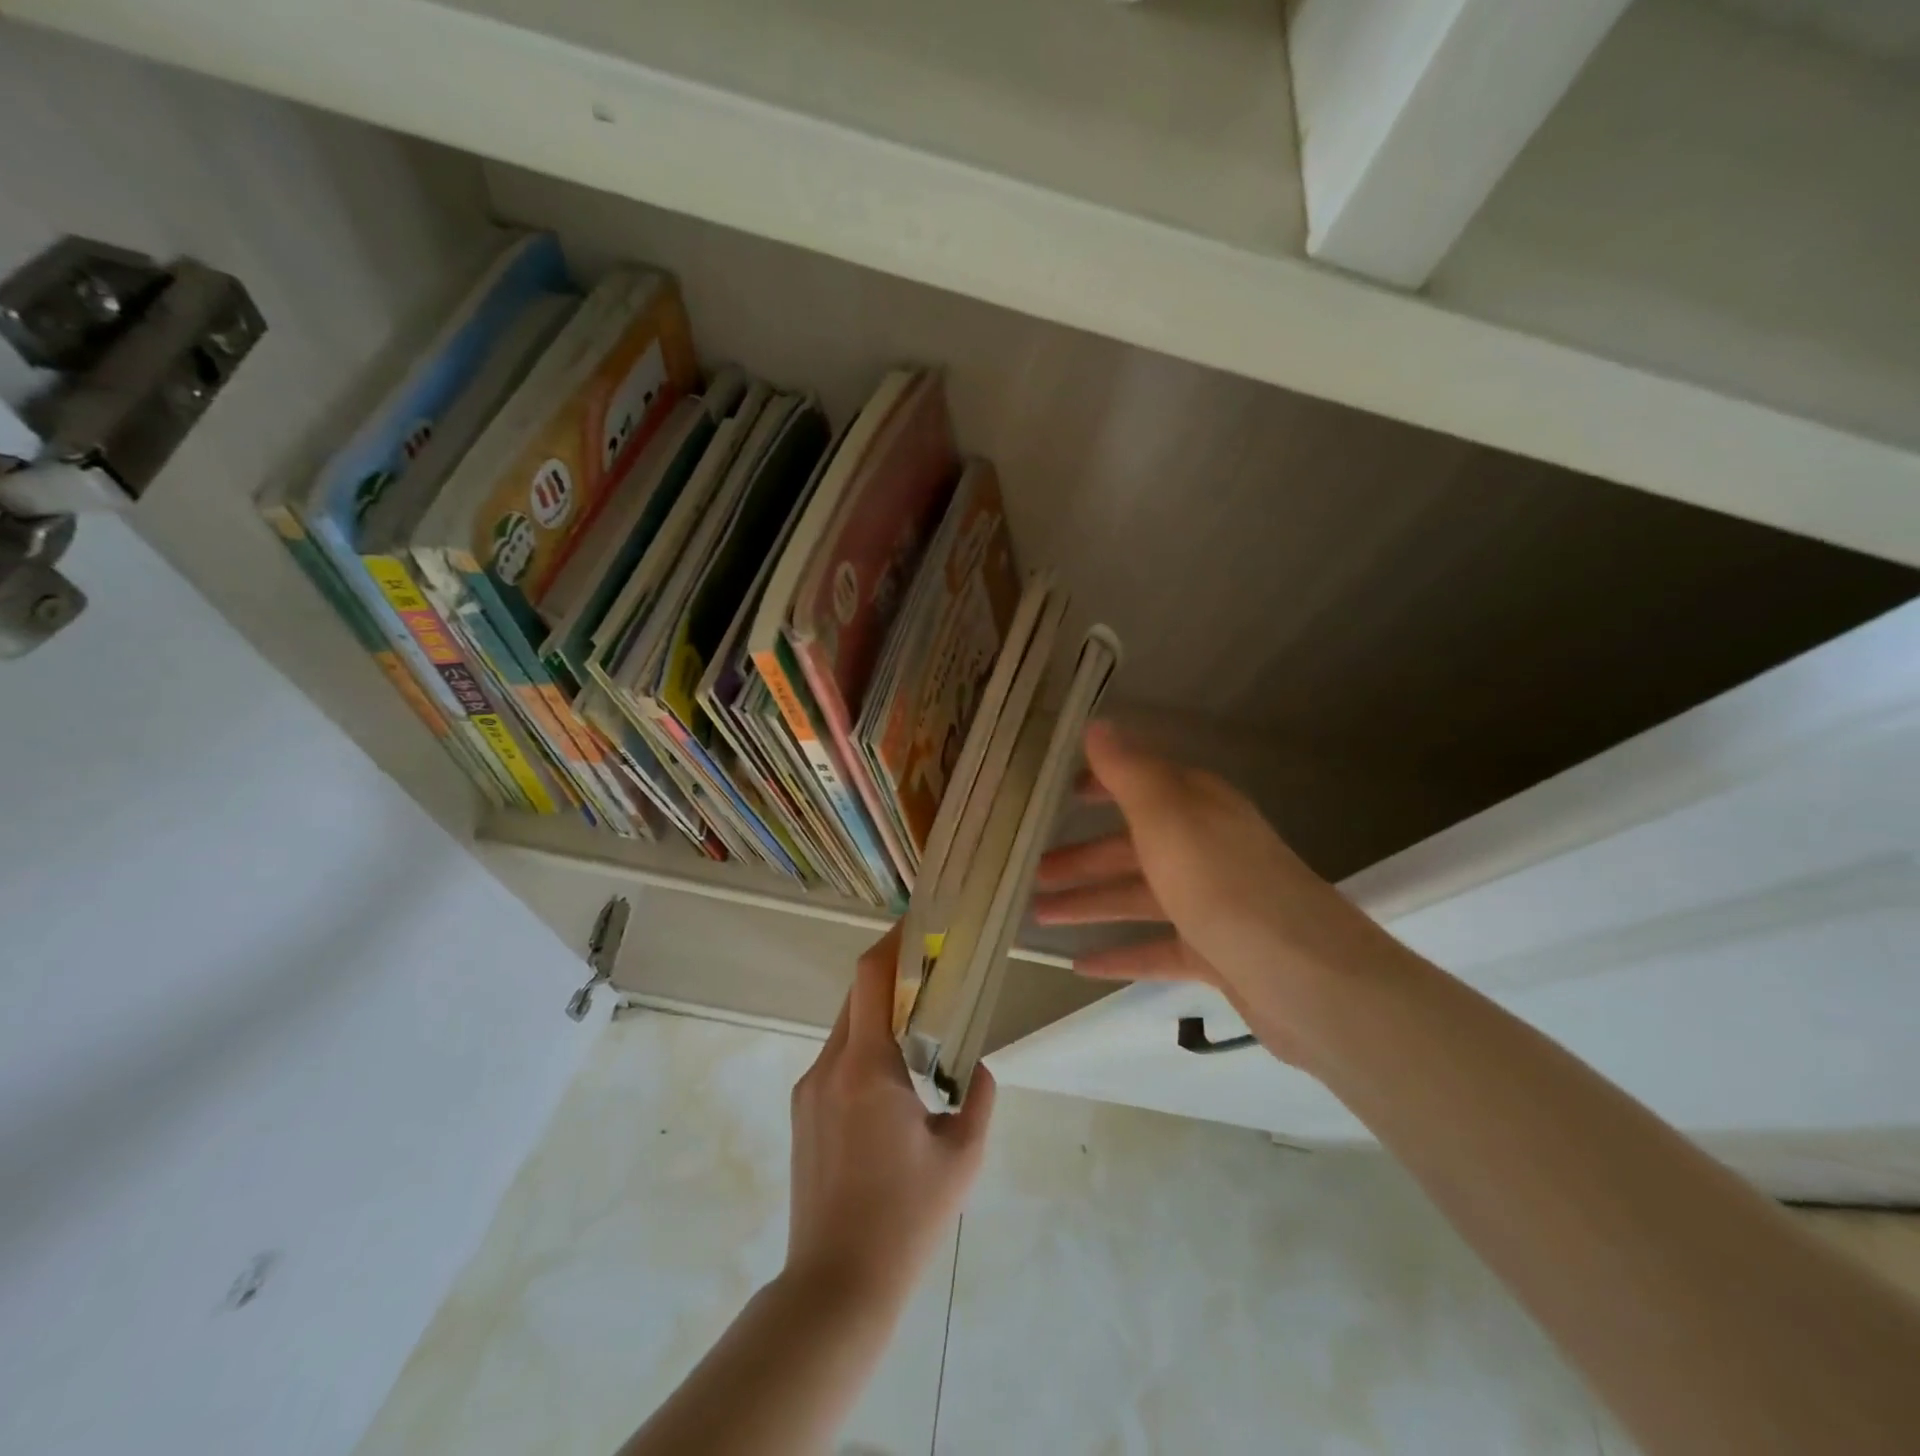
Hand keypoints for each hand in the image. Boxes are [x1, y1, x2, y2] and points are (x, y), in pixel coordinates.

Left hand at [786, 927, 995, 1305]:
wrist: (836, 1285)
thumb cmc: (906, 1219)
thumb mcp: (962, 1157)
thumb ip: (978, 1098)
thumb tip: (976, 1066)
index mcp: (868, 1068)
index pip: (870, 977)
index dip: (890, 941)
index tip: (917, 923)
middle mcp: (830, 1066)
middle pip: (857, 995)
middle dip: (891, 975)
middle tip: (931, 972)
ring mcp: (809, 1089)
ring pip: (845, 1027)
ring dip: (878, 1012)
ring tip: (918, 1025)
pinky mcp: (802, 1111)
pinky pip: (836, 1058)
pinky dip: (864, 1045)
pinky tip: (892, 1078)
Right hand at [1031, 722, 1402, 1065]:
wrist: (1306, 976)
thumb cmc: (1223, 884)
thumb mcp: (1167, 818)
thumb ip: (1128, 772)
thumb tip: (1097, 724)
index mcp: (1197, 807)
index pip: (1140, 783)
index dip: (1099, 784)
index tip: (1058, 792)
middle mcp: (1206, 847)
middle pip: (1132, 847)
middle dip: (1082, 857)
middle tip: (1032, 870)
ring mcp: (1213, 902)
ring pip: (1139, 897)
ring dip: (1090, 903)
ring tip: (1037, 915)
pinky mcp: (1217, 951)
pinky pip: (1157, 947)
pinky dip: (1121, 954)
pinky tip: (1081, 966)